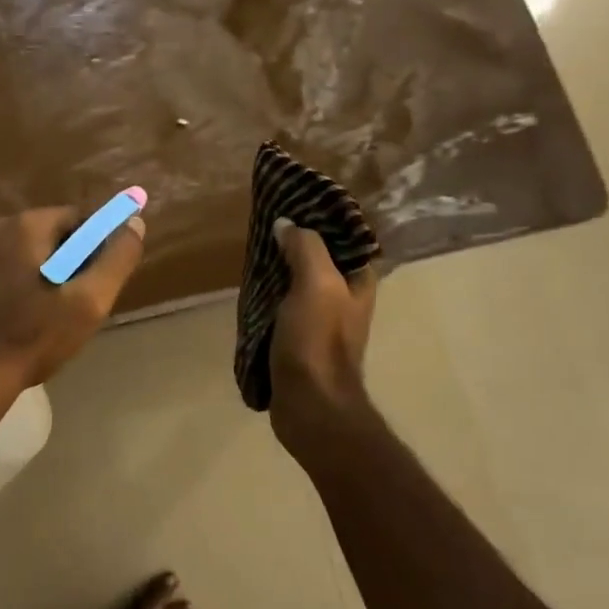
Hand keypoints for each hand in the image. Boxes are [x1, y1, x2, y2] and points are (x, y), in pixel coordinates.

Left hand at [0, 205, 145, 391]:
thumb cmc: (32, 337)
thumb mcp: (87, 302)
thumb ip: (116, 259)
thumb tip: (134, 223)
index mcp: (26, 225)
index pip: (79, 219)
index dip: (98, 247)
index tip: (101, 281)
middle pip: (49, 236)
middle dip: (69, 263)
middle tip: (78, 304)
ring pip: (24, 256)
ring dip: (42, 277)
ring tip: (48, 318)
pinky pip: (0, 272)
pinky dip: (16, 288)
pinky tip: (18, 320)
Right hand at [268, 218, 377, 447]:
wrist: (310, 405)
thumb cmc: (318, 341)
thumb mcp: (316, 284)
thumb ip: (305, 248)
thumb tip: (286, 225)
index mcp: (358, 281)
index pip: (345, 237)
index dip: (321, 218)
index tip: (292, 203)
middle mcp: (345, 298)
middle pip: (320, 258)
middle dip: (295, 241)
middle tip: (266, 225)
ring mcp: (323, 321)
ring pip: (299, 281)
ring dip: (279, 268)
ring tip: (253, 250)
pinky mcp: (300, 339)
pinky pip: (284, 305)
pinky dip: (270, 293)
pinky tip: (250, 287)